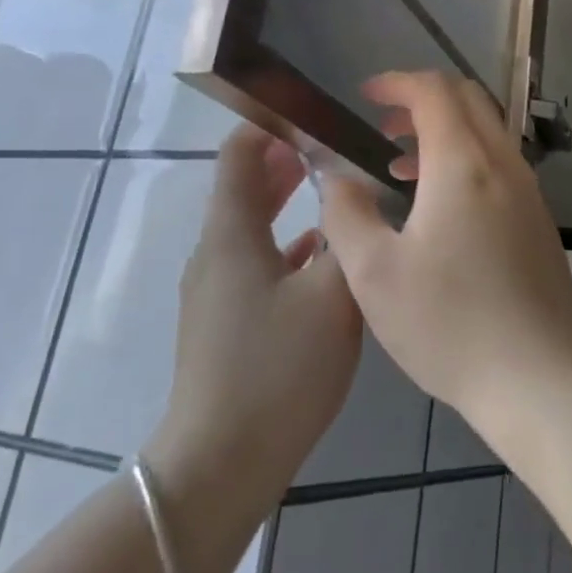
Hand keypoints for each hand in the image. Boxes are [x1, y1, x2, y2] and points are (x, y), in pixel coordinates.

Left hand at [148, 126, 361, 495]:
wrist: (221, 462)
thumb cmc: (276, 369)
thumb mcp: (331, 298)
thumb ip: (348, 239)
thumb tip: (356, 195)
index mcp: (231, 234)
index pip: (239, 154)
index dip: (269, 124)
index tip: (311, 110)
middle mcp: (215, 252)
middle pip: (244, 187)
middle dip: (284, 160)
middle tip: (333, 144)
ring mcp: (216, 290)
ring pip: (252, 226)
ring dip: (286, 202)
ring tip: (332, 188)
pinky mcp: (226, 322)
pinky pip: (257, 262)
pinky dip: (286, 245)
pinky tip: (320, 255)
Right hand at [319, 71, 571, 434]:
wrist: (540, 380)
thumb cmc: (449, 324)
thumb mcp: (374, 273)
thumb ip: (346, 213)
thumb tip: (336, 178)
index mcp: (464, 164)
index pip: (435, 90)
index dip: (396, 83)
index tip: (365, 97)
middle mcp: (505, 166)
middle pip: (469, 101)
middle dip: (422, 100)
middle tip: (383, 125)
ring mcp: (530, 194)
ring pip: (487, 134)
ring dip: (444, 133)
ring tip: (400, 164)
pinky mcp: (539, 223)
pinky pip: (500, 166)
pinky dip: (466, 161)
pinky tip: (439, 208)